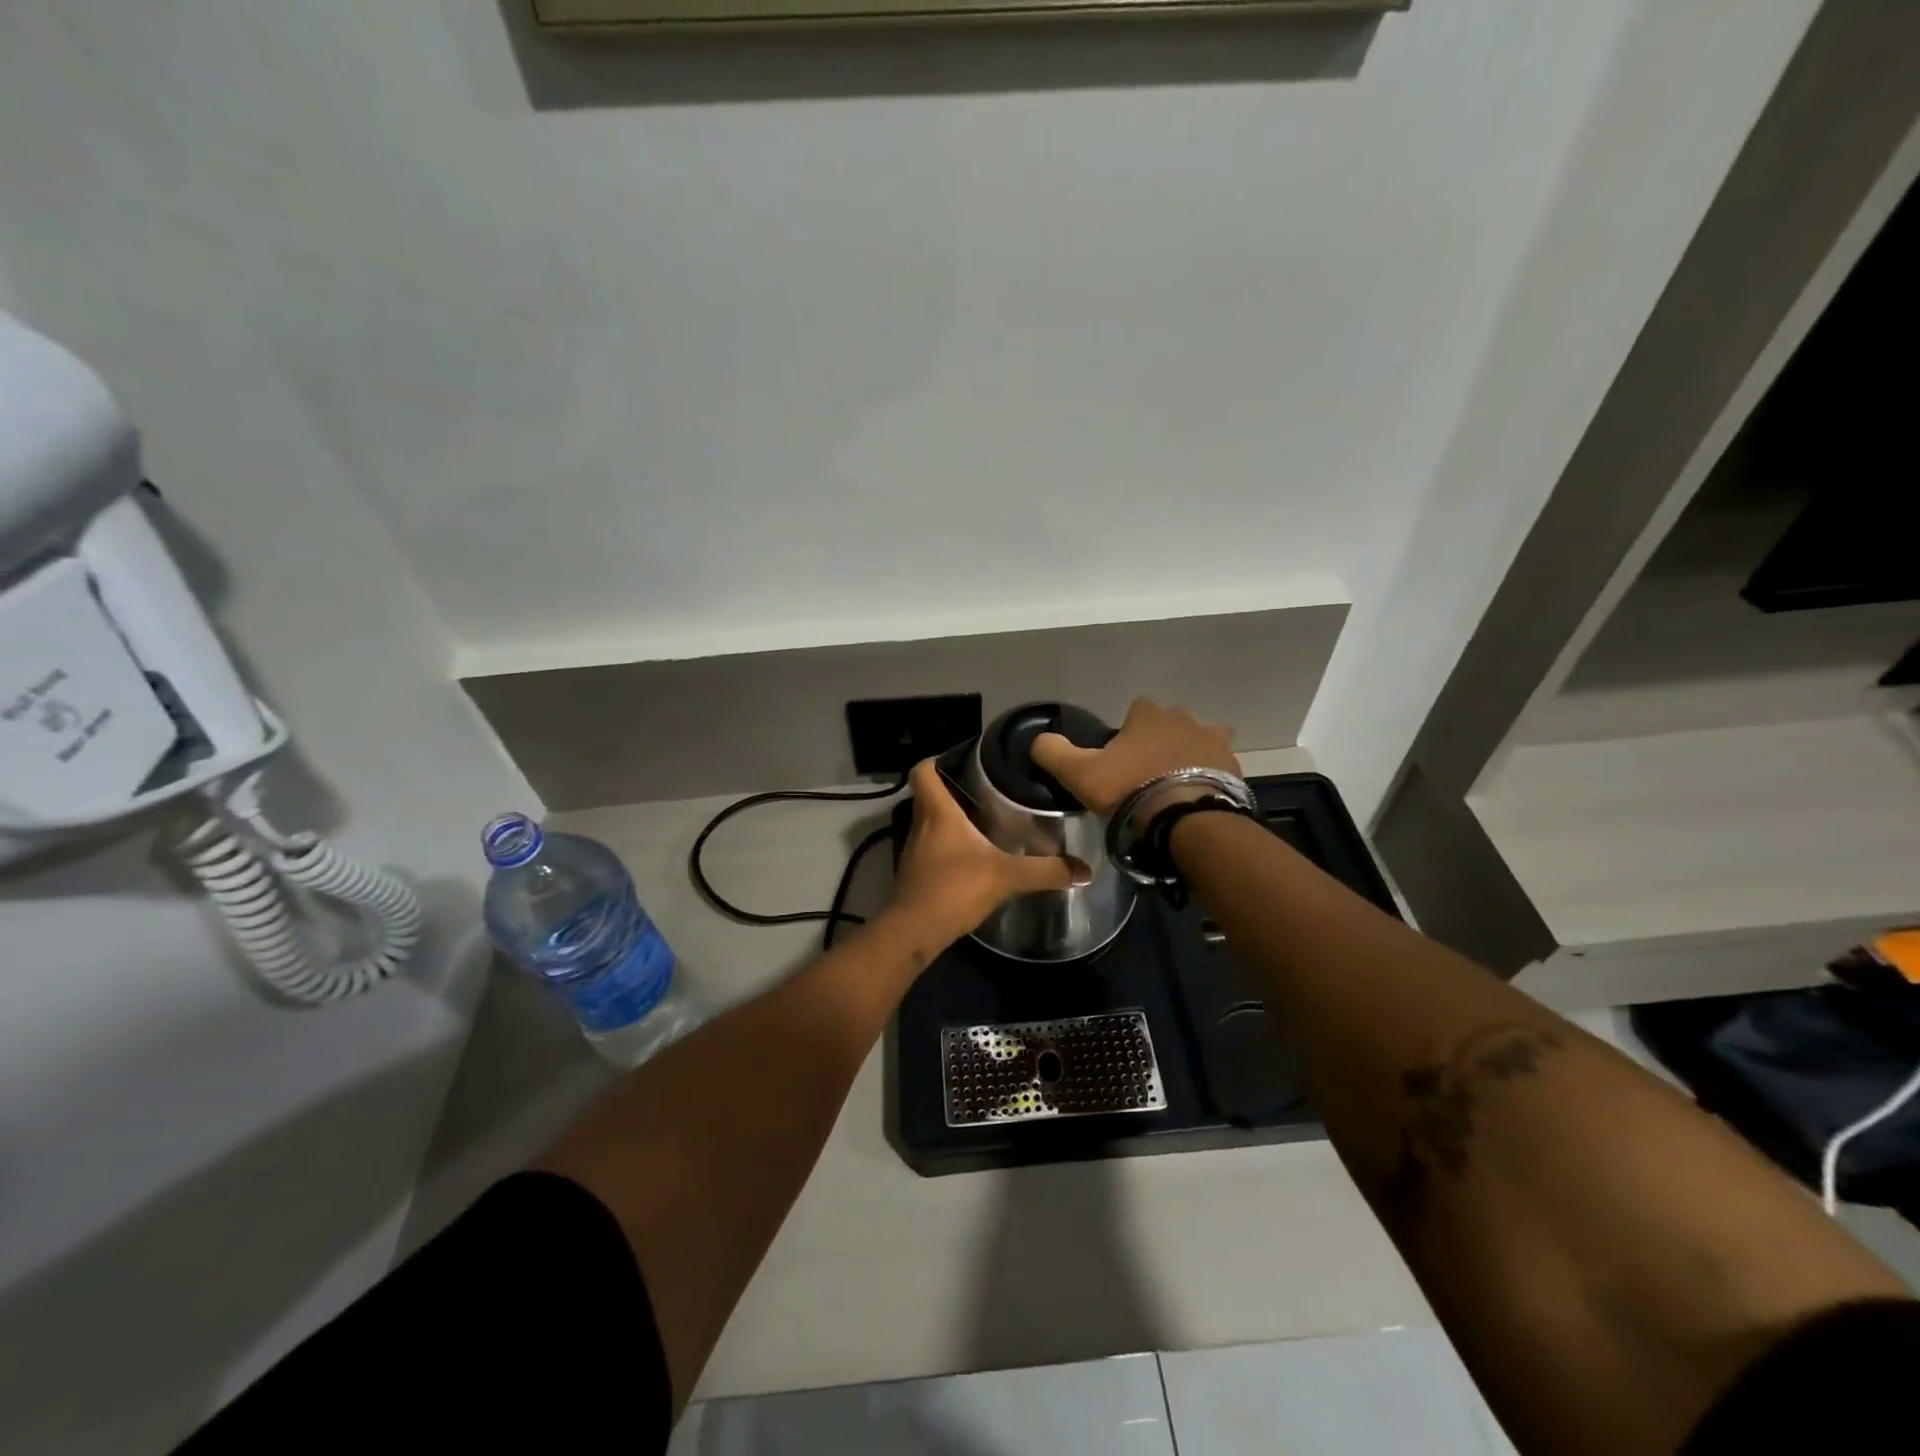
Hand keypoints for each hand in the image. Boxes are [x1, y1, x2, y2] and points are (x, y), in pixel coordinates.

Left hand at [882, 759, 1074, 947]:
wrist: (913, 932)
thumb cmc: (953, 889)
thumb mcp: (1006, 877)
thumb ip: (1045, 871)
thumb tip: (1085, 870)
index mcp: (937, 812)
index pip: (922, 771)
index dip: (936, 759)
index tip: (962, 760)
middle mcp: (921, 824)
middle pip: (929, 795)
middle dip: (954, 789)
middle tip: (987, 789)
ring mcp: (914, 850)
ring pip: (930, 822)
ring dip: (952, 819)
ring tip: (986, 820)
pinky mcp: (916, 873)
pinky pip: (932, 848)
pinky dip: (949, 846)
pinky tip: (973, 857)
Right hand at [1030, 697, 1239, 816]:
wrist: (1187, 820)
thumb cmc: (1130, 790)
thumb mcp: (1079, 774)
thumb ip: (1053, 752)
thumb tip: (1038, 739)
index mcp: (1148, 715)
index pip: (1136, 708)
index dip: (1127, 730)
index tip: (1121, 755)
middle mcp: (1185, 719)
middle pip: (1171, 722)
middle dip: (1161, 740)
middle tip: (1148, 772)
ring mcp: (1214, 742)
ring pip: (1200, 740)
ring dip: (1191, 755)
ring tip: (1177, 784)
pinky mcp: (1235, 768)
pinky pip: (1220, 767)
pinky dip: (1210, 777)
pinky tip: (1196, 798)